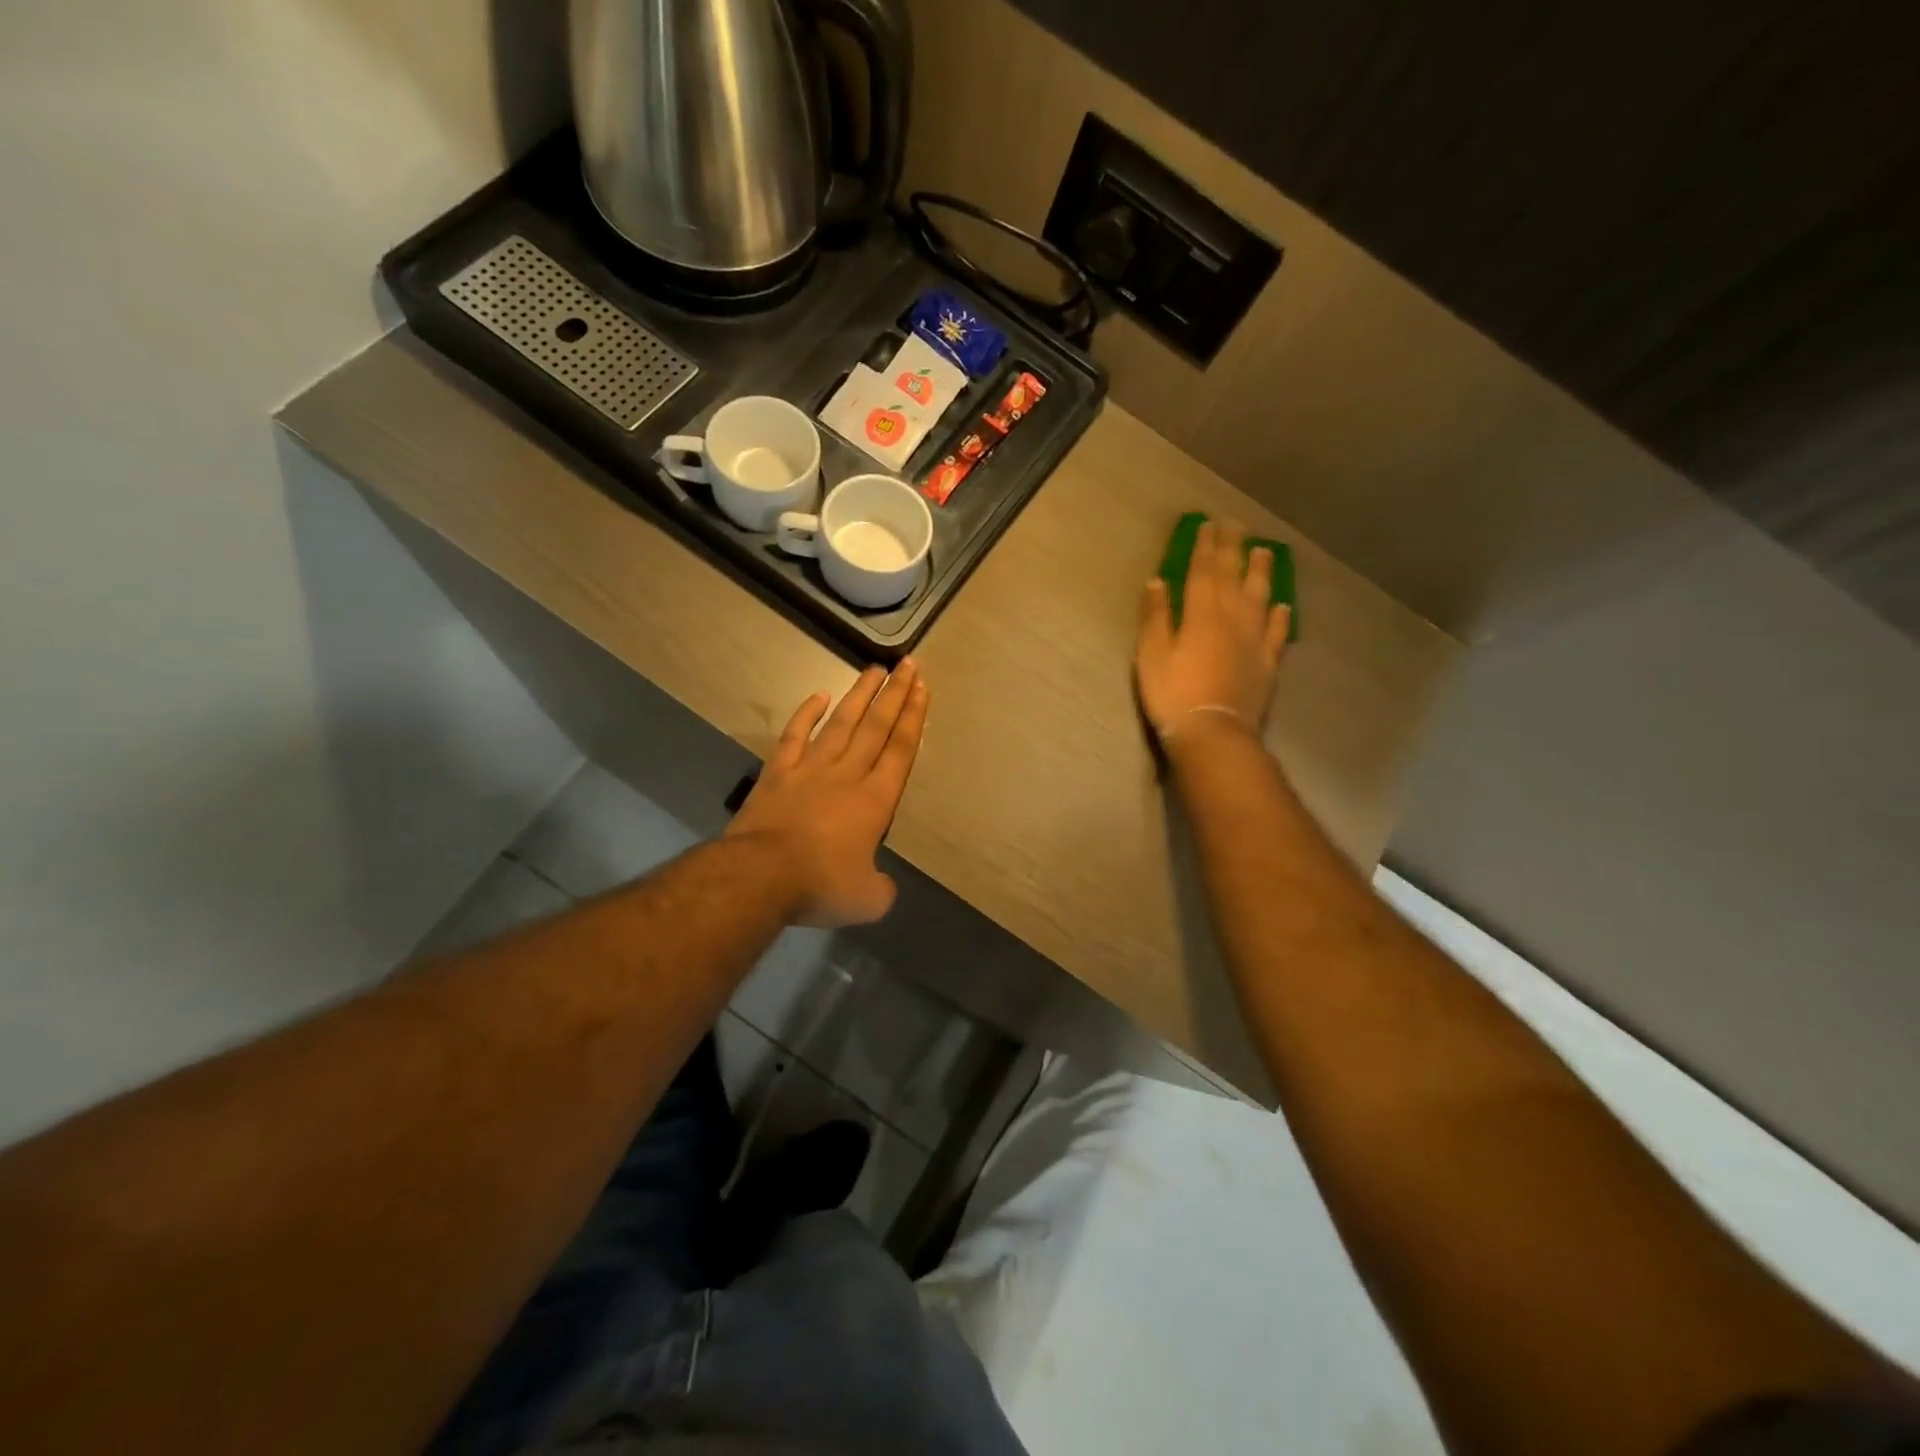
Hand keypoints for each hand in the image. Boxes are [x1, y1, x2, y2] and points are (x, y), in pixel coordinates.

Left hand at [728, 661, 929, 927]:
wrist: (760, 875)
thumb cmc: (820, 885)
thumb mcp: (867, 900)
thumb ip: (880, 888)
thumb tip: (880, 884)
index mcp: (874, 801)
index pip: (900, 751)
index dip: (913, 718)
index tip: (922, 688)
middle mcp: (847, 775)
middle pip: (876, 728)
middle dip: (895, 695)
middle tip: (908, 665)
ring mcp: (810, 770)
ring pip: (841, 724)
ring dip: (859, 696)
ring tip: (875, 670)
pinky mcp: (777, 773)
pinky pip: (795, 736)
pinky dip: (807, 714)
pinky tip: (819, 696)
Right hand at [1136, 519, 1290, 742]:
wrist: (1213, 731)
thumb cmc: (1173, 693)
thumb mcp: (1151, 654)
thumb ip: (1156, 616)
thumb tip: (1158, 582)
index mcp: (1201, 612)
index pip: (1203, 570)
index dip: (1205, 546)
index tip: (1208, 524)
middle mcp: (1232, 617)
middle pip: (1234, 576)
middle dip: (1233, 548)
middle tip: (1236, 525)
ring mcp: (1254, 639)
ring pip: (1260, 596)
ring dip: (1261, 572)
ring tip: (1264, 551)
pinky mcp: (1267, 662)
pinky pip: (1277, 632)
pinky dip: (1280, 616)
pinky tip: (1282, 605)